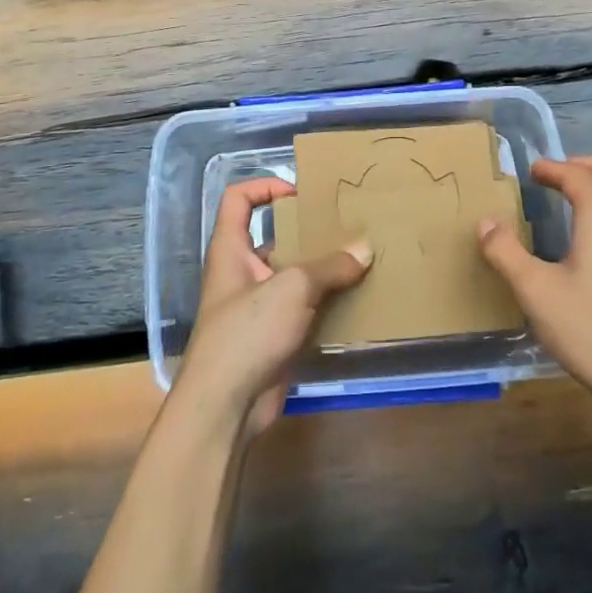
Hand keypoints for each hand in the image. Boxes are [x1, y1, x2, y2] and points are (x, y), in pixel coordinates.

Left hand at [175, 177, 371, 439]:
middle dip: (309, 232)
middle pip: (275, 238)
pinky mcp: (274, 338)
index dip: (264, 186)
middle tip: (346, 227)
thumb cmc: (248, 331)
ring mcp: (258, 307)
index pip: (237, 200)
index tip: (300, 193)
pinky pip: (304, 310)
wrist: (226, 406)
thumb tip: (365, 250)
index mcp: (231, 250)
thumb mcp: (293, 288)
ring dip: (323, 270)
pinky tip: (358, 300)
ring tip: (362, 260)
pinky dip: (327, 304)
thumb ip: (330, 267)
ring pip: (294, 276)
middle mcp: (242, 273)